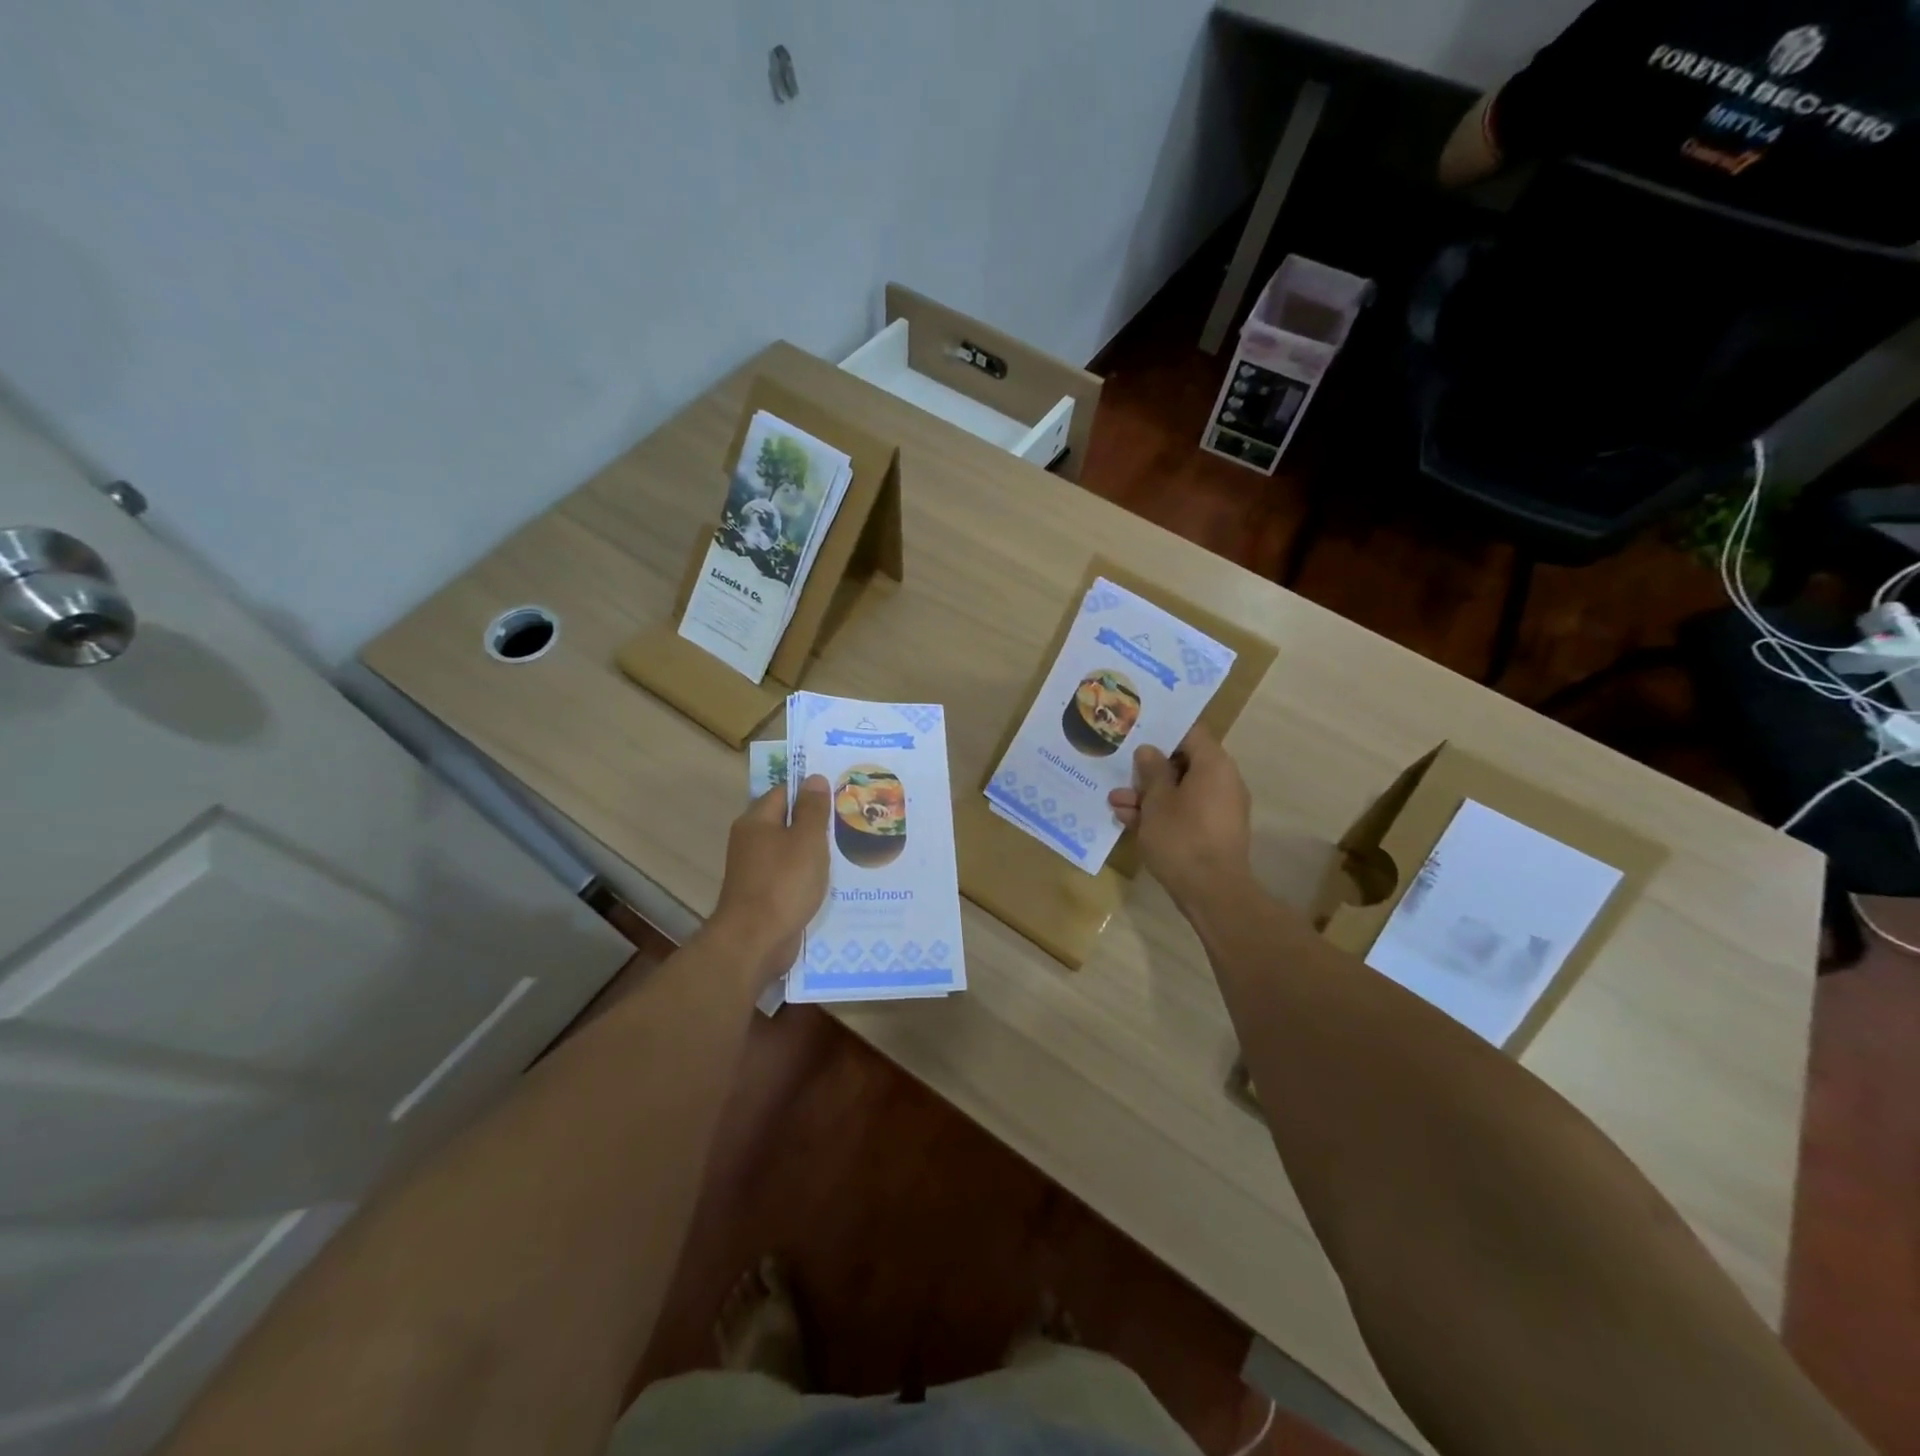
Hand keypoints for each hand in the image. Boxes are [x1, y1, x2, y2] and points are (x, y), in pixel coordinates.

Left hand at [711, 774, 830, 984]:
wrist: (755, 942)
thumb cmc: (783, 883)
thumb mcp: (806, 840)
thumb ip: (812, 809)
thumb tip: (814, 778)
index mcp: (756, 821)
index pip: (785, 792)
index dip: (812, 792)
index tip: (841, 795)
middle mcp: (751, 841)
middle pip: (787, 821)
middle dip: (817, 822)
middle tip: (851, 821)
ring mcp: (756, 870)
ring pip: (791, 850)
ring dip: (814, 851)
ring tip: (848, 849)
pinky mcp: (764, 895)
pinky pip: (790, 875)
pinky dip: (808, 876)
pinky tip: (831, 880)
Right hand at [1108, 725, 1251, 912]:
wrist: (1212, 892)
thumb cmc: (1182, 837)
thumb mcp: (1157, 801)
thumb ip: (1152, 771)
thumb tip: (1149, 751)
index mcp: (1214, 765)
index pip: (1190, 733)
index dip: (1162, 733)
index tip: (1136, 735)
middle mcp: (1223, 781)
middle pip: (1183, 764)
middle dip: (1149, 771)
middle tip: (1120, 772)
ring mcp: (1220, 809)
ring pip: (1180, 791)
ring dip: (1149, 796)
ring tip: (1115, 802)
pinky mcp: (1213, 832)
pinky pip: (1185, 812)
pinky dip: (1161, 813)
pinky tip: (1129, 820)